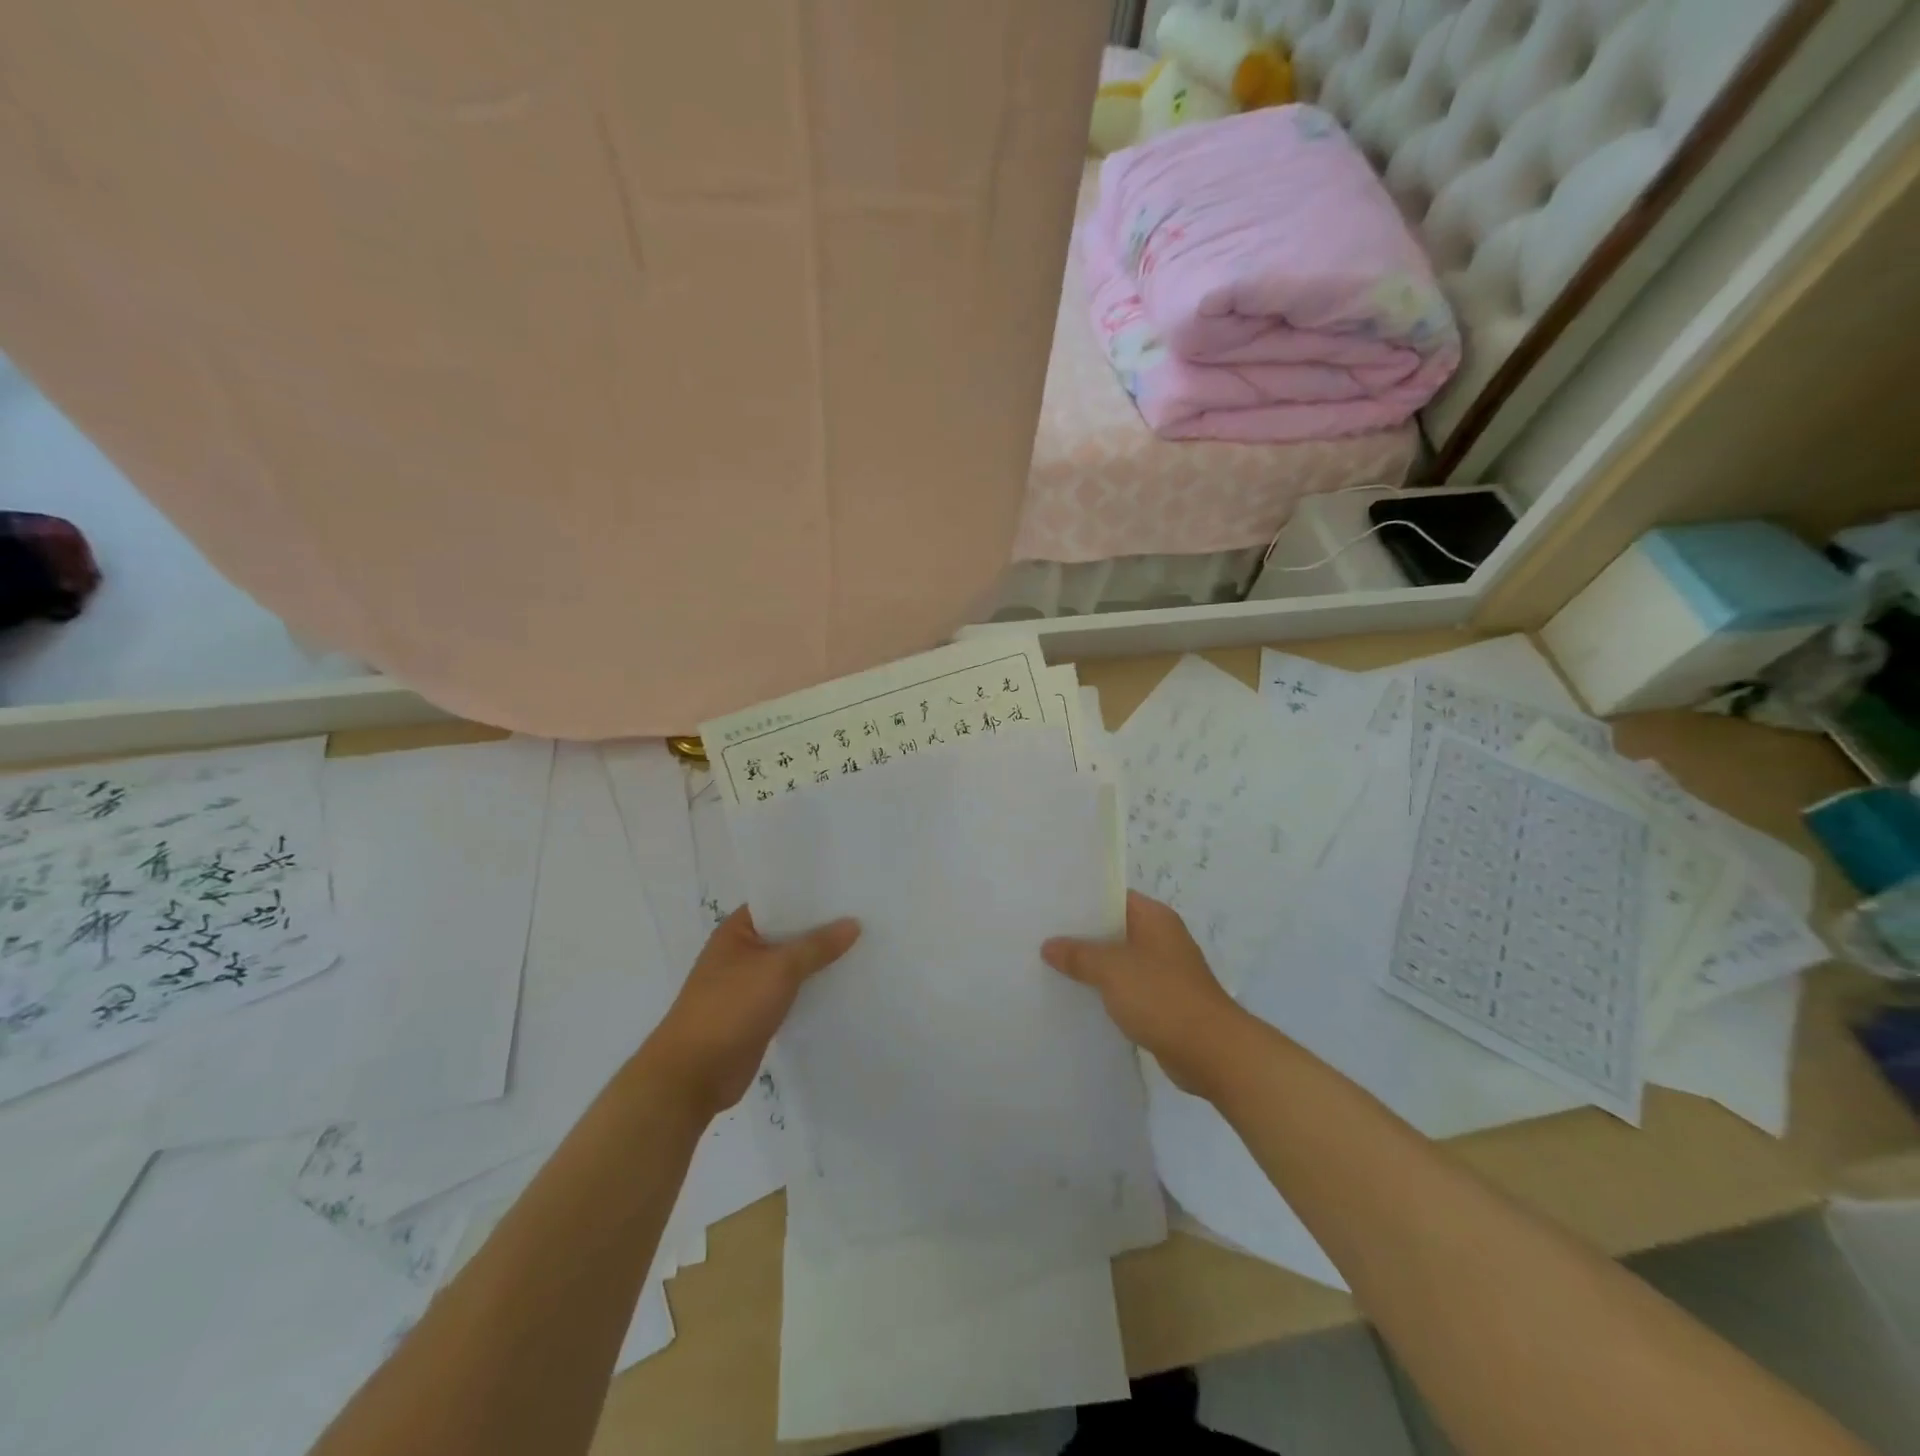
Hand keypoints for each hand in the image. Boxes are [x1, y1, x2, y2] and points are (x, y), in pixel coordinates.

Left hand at [645, 906, 858, 1119]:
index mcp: (737, 931)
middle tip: (866, 916)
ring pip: (792, 965)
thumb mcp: (779, 968)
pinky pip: (792, 993)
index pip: (779, 902)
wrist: (694, 1074)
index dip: (811, 897)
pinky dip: (813, 990)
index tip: (848, 890)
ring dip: (819, 962)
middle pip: (788, 934)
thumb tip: (853, 923)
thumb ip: (818, 945)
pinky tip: (844, 985)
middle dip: (822, 929)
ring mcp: (749, 985)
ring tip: (864, 947)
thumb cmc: (730, 1007)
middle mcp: (742, 953)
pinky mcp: (758, 1014)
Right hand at [1042, 891, 1249, 1099]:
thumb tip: (1049, 945)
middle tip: (1041, 934)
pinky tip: (1077, 996)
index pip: (1113, 896)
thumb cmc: (1162, 997)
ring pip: (1118, 959)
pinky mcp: (1163, 1001)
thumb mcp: (1112, 969)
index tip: (1049, 903)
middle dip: (1081, 934)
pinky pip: (1126, 987)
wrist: (1211, 1051)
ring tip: (1049, 964)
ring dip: (1091, 964)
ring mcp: (1164, 970)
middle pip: (1114, 928)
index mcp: (1154, 918)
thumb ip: (1078, 954)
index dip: (1082, 899)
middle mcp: (1161, 938)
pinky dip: (1105, 990)